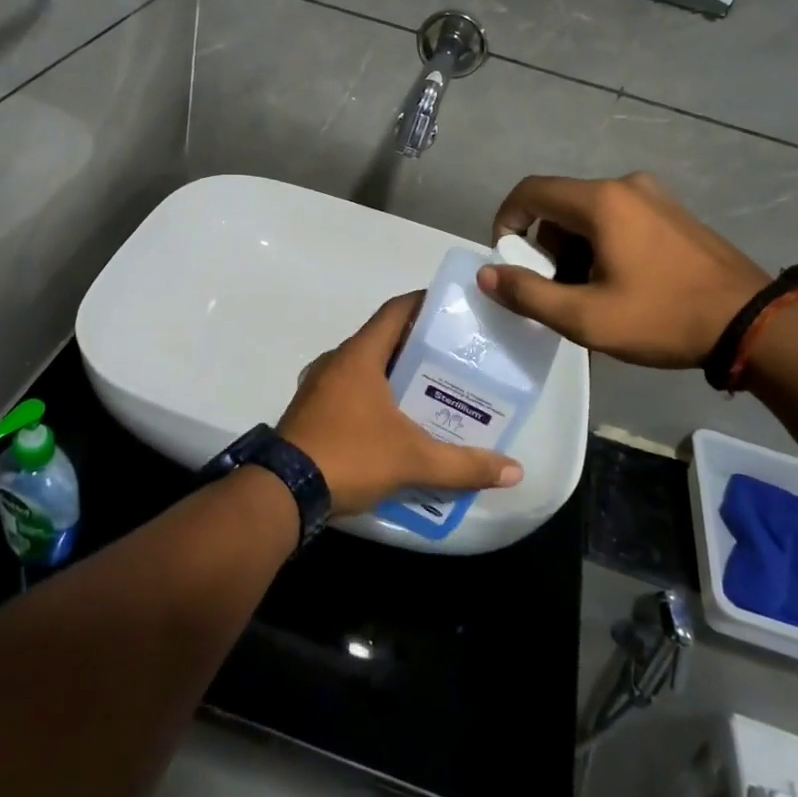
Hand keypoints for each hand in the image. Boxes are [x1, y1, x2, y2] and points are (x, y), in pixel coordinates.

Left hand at [277, 294, 523, 515]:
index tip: (452, 306)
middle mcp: (336, 362)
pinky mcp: (310, 412)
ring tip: (430, 389)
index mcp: (359, 356)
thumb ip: (464, 465)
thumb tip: (514, 471)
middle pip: (382, 339)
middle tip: (453, 357)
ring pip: (364, 368)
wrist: (283, 492)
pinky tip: (395, 421)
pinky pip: (349, 390)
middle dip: (416, 345)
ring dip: (394, 373)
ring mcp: (318, 386)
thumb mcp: (413, 460)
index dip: (423, 303)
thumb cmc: (350, 456)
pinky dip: (374, 396)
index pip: (395, 311)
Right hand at [478, 173, 770, 367]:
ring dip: (574, 248)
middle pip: (560, 204)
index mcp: (602, 201)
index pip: (531, 191)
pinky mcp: (673, 213)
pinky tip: (621, 283)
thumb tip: (487, 275)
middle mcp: (626, 185)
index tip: (507, 260)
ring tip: (590, 294)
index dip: (506, 221)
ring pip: (589, 213)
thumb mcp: (586, 317)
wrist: (752, 323)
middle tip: (554, 288)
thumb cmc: (663, 317)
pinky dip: (602, 244)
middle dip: (544, 245)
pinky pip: (618, 218)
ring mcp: (655, 196)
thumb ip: (528, 294)